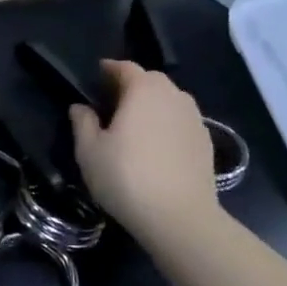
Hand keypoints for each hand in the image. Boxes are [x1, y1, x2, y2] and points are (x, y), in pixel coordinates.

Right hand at [69, 60, 225, 251]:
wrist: (180, 218)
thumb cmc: (126, 177)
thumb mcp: (89, 151)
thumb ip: (83, 123)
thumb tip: (80, 107)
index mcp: (143, 90)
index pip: (125, 67)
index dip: (109, 69)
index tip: (96, 76)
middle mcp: (173, 95)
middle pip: (150, 80)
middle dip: (132, 85)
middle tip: (112, 102)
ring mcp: (194, 118)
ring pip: (169, 100)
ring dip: (152, 104)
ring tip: (135, 124)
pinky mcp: (206, 142)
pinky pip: (181, 121)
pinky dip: (167, 124)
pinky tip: (156, 146)